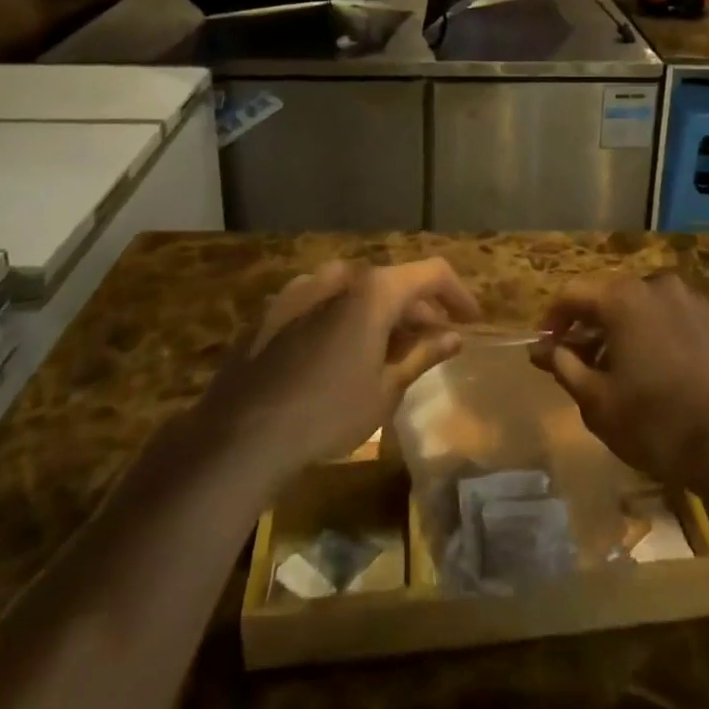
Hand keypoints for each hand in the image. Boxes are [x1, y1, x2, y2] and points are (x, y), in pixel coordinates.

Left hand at [197, 258, 477, 483]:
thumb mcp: (385, 390)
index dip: (458, 294)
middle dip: (420, 309)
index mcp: (373, 289)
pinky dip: (347, 318)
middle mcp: (340, 276)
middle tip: (435, 342)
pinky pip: (325, 302)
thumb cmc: (326, 414)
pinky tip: (346, 354)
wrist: (238, 436)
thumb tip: (454, 337)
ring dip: (383, 313)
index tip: (471, 321)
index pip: (433, 272)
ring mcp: (302, 289)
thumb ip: (422, 355)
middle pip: (394, 281)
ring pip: (358, 291)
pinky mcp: (274, 309)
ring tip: (392, 350)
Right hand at [529, 273, 708, 485]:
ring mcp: (693, 302)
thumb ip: (564, 366)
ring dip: (625, 332)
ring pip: (645, 308)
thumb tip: (545, 349)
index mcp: (623, 298)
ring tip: (621, 372)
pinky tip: (661, 374)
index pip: (573, 294)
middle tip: (580, 363)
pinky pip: (675, 321)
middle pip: (610, 297)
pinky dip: (658, 338)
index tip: (546, 349)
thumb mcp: (596, 401)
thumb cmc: (655, 421)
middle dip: (590, 327)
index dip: (553, 320)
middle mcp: (657, 286)